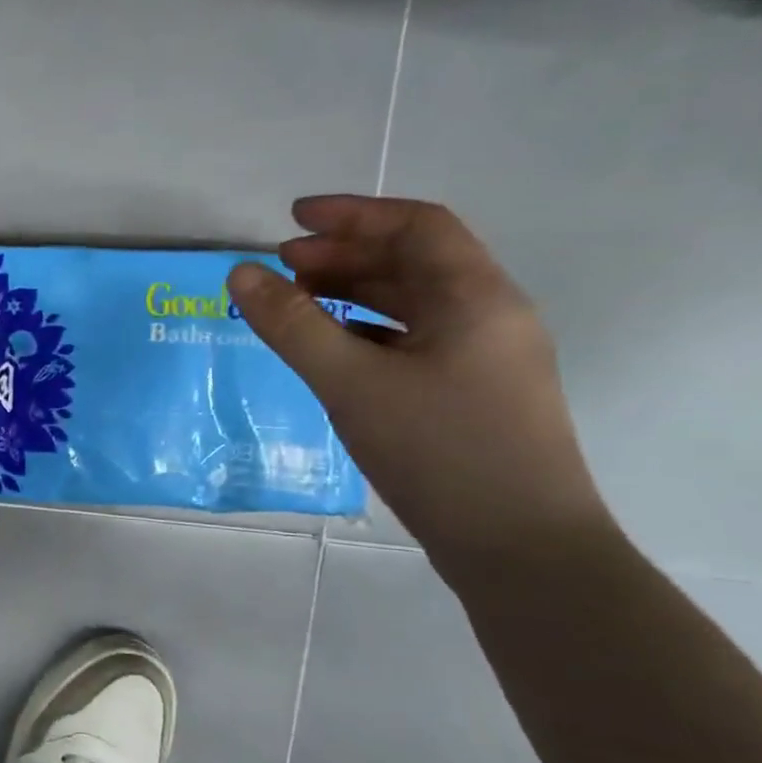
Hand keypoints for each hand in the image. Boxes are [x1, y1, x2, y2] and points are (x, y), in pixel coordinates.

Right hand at [229, 196, 612, 571]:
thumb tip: (241, 273)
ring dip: (355, 294)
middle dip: (345, 255)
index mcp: (475, 297)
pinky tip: (333, 352)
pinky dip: (367, 332)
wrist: (520, 548)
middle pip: (414, 262)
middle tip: (283, 267)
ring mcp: (485, 359)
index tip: (291, 218)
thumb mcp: (350, 383)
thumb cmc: (439, 451)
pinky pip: (413, 342)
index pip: (416, 226)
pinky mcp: (472, 396)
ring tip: (298, 303)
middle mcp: (489, 316)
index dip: (351, 214)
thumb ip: (292, 325)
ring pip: (413, 305)